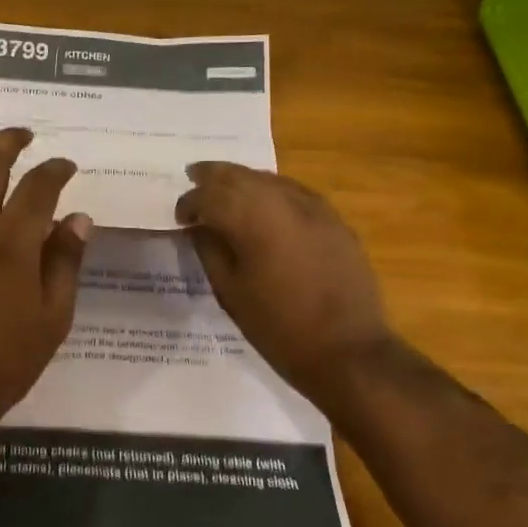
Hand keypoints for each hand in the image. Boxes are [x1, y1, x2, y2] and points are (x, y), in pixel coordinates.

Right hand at [175, 162, 394, 411]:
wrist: (347, 352)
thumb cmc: (278, 328)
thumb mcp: (231, 292)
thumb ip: (210, 251)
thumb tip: (199, 227)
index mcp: (252, 220)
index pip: (210, 195)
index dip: (190, 203)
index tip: (180, 217)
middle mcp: (282, 202)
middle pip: (240, 175)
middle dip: (213, 176)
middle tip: (193, 177)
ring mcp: (314, 208)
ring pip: (269, 179)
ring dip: (243, 179)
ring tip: (225, 187)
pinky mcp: (334, 220)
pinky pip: (295, 192)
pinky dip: (272, 190)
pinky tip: (265, 203)